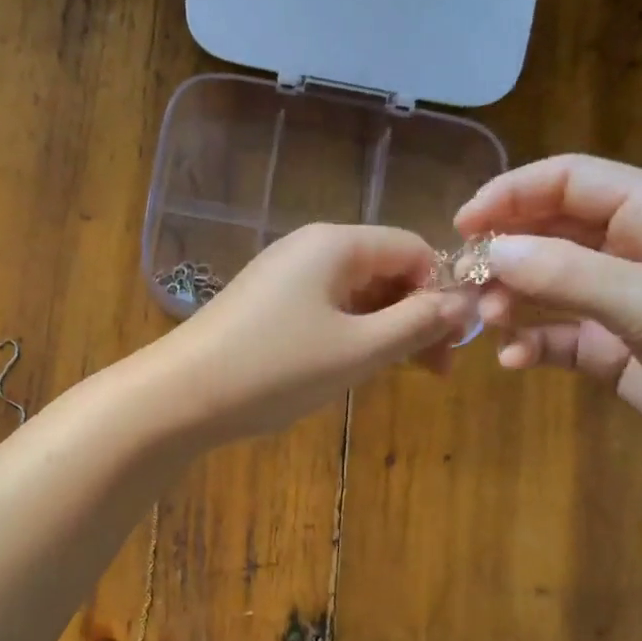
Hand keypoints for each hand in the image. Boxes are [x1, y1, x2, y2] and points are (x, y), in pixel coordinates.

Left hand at [148, 223, 477, 442]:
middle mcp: (310, 249)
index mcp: (336, 244)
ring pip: (356, 295)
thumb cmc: (275, 369)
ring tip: (392, 375)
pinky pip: (326, 311)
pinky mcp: (266, 306)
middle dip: (414, 316)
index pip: (414, 250)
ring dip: (383, 331)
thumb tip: (461, 304)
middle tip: (432, 371)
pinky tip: (349, 368)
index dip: (442, 293)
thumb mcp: (357, 350)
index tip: (452, 345)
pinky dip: (349, 336)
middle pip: (385, 270)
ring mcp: (284, 277)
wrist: (179, 396)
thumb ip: (415, 324)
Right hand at [455, 155, 641, 474]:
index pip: (572, 181)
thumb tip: (492, 251)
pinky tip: (515, 361)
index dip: (513, 193)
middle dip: (506, 251)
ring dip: (512, 299)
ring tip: (486, 322)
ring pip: (549, 285)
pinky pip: (559, 337)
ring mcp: (625, 303)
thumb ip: (568, 275)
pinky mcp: (616, 351)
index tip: (462, 223)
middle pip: (552, 232)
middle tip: (464, 281)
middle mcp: (637, 250)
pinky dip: (533, 344)